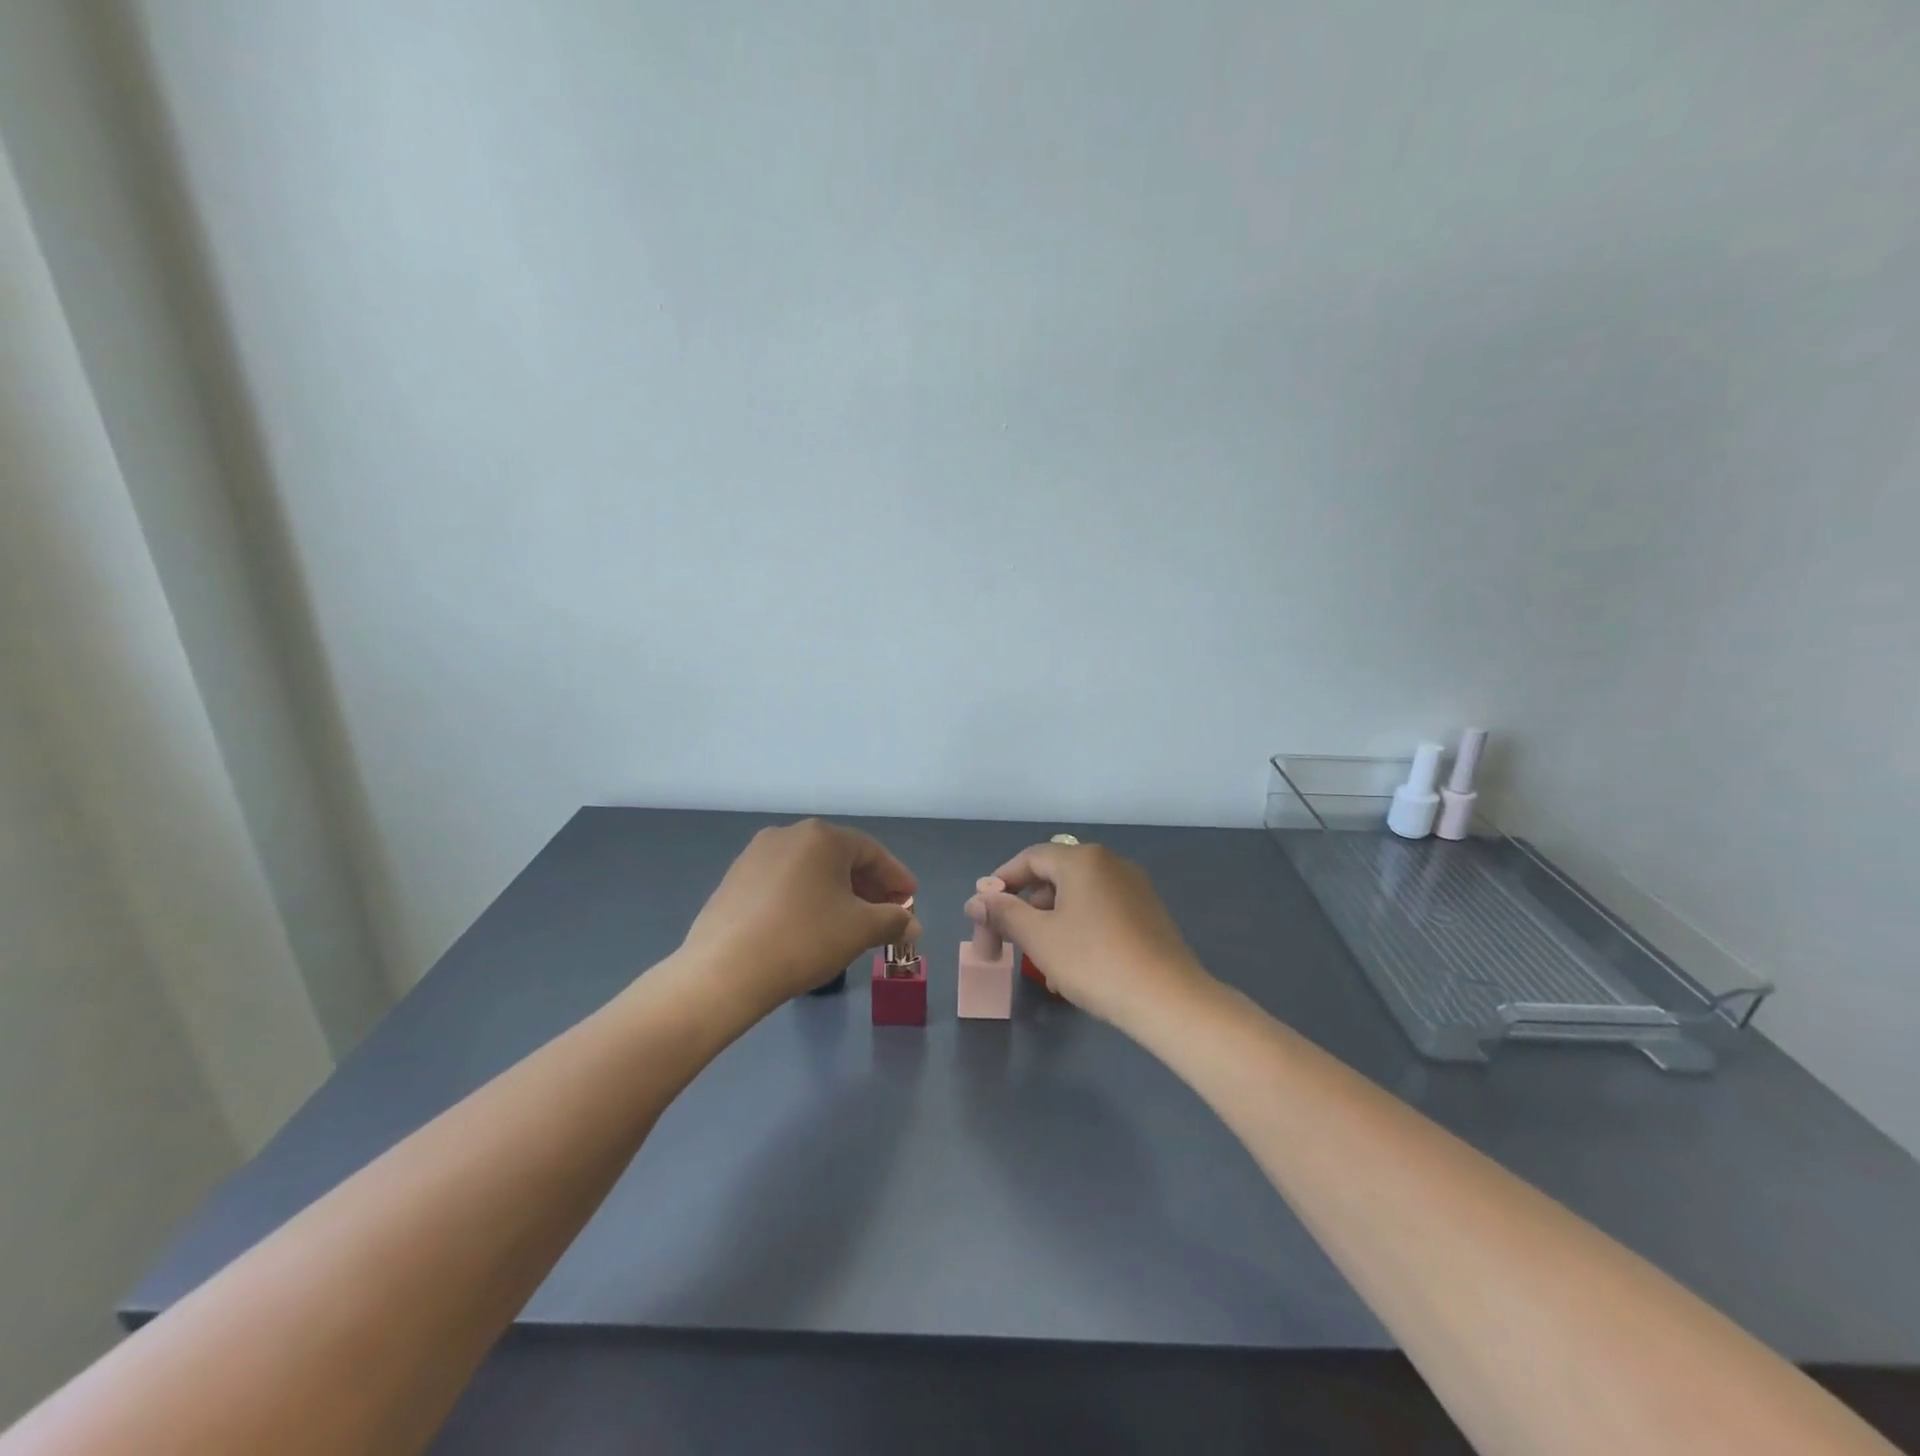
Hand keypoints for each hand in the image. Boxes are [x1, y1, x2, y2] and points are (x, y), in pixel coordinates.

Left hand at [680, 819, 919, 1009]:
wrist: (723, 972)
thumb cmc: (803, 940)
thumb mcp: (860, 930)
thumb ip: (893, 921)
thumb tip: (912, 925)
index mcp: (822, 836)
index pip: (872, 851)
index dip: (896, 877)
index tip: (910, 901)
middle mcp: (788, 835)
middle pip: (840, 857)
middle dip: (868, 886)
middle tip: (885, 914)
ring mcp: (756, 855)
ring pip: (810, 870)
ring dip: (836, 892)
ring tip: (849, 923)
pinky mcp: (734, 880)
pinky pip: (784, 882)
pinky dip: (806, 898)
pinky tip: (809, 926)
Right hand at [964, 840, 1208, 1028]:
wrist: (1167, 999)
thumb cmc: (1094, 961)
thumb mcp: (1039, 938)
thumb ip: (1004, 914)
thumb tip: (976, 900)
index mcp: (1083, 859)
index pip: (1030, 858)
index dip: (1000, 881)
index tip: (982, 910)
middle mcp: (1110, 863)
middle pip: (1054, 876)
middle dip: (1026, 907)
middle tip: (1009, 939)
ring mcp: (1134, 887)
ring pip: (1078, 897)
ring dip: (1051, 922)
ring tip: (1040, 961)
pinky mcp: (1148, 913)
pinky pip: (1101, 911)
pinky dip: (1079, 928)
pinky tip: (1073, 965)